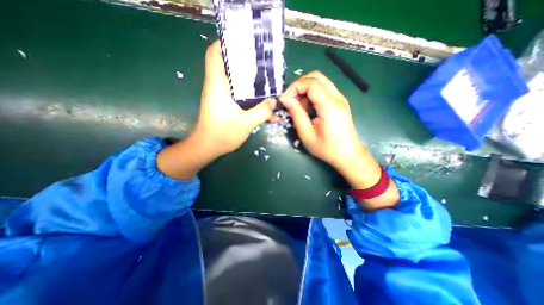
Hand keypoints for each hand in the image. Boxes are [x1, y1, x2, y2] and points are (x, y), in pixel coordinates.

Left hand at [194, 41, 276, 154]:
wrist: (209, 147)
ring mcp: (222, 96)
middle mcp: (218, 86)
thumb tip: (274, 102)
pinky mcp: (225, 104)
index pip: (215, 54)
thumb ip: (262, 111)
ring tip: (267, 81)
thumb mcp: (246, 123)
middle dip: (245, 62)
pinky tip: (263, 105)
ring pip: (236, 81)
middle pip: (229, 65)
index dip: (226, 44)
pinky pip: (239, 95)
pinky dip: (250, 97)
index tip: (244, 43)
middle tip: (263, 63)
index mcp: (218, 85)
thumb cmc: (222, 134)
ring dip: (250, 80)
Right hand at [280, 71, 397, 209]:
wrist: (348, 155)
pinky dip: (312, 95)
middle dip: (300, 86)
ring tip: (300, 109)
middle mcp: (337, 97)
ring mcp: (340, 98)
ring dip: (306, 91)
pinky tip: (309, 110)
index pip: (311, 82)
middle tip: (292, 101)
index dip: (295, 87)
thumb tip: (285, 98)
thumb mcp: (306, 134)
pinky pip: (323, 90)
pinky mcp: (339, 102)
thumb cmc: (327, 148)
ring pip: (320, 82)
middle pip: (316, 77)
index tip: (285, 100)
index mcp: (329, 105)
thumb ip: (296, 114)